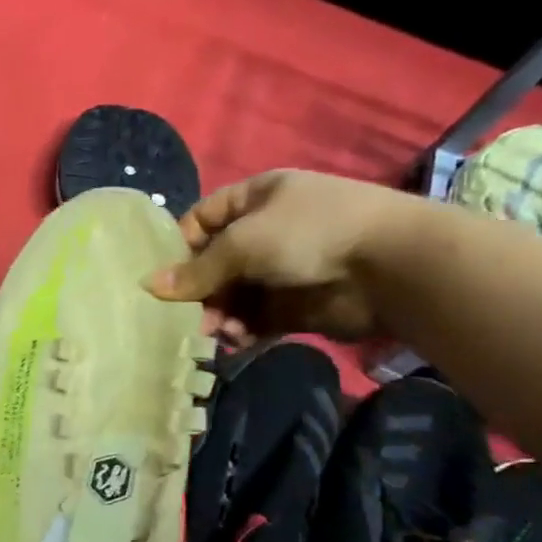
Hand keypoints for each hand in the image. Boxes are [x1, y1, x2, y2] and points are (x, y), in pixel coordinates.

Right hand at [146, 169, 423, 341]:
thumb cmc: (309, 234)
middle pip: (215, 263)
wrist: (393, 266)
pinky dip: (244, 331)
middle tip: (188, 316)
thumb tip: (149, 286)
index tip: (164, 277)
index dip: (180, 247)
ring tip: (217, 333)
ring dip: (220, 315)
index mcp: (256, 199)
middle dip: (200, 291)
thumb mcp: (243, 243)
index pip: (202, 220)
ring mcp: (284, 269)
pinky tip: (237, 342)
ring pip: (234, 295)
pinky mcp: (298, 305)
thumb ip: (197, 270)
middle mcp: (267, 231)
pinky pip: (258, 319)